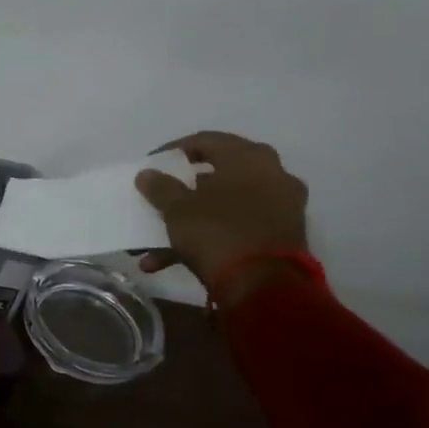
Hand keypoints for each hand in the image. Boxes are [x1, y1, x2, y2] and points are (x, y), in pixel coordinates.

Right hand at [135, 131, 310, 305]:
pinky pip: (235, 228)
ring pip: (223, 207)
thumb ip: (160, 187)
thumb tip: (147, 173)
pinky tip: (171, 260)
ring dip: (189, 221)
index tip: (150, 165)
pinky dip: (207, 238)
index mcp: (249, 158)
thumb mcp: (177, 208)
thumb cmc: (217, 232)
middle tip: (161, 196)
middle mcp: (272, 175)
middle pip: (217, 174)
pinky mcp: (280, 237)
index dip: (172, 151)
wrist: (264, 286)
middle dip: (183, 189)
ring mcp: (280, 208)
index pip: (205, 140)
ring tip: (154, 242)